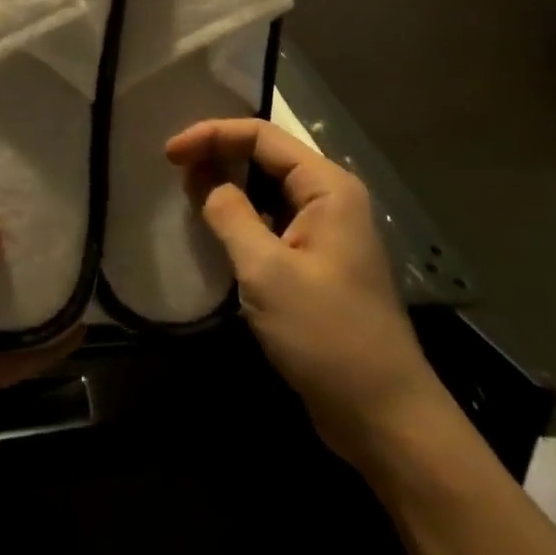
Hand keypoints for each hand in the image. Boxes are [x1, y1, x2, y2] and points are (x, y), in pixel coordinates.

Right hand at [168, 118, 440, 464]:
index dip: (211, 135)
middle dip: (218, 155)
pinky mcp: (316, 262)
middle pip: (265, 156)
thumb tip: (204, 181)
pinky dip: (241, 217)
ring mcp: (325, 231)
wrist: (385, 419)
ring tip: (187, 194)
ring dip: (227, 186)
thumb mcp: (267, 271)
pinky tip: (215, 229)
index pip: (260, 136)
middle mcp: (329, 199)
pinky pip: (272, 221)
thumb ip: (230, 214)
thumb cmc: (327, 336)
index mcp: (327, 187)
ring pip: (267, 189)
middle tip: (174, 171)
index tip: (169, 154)